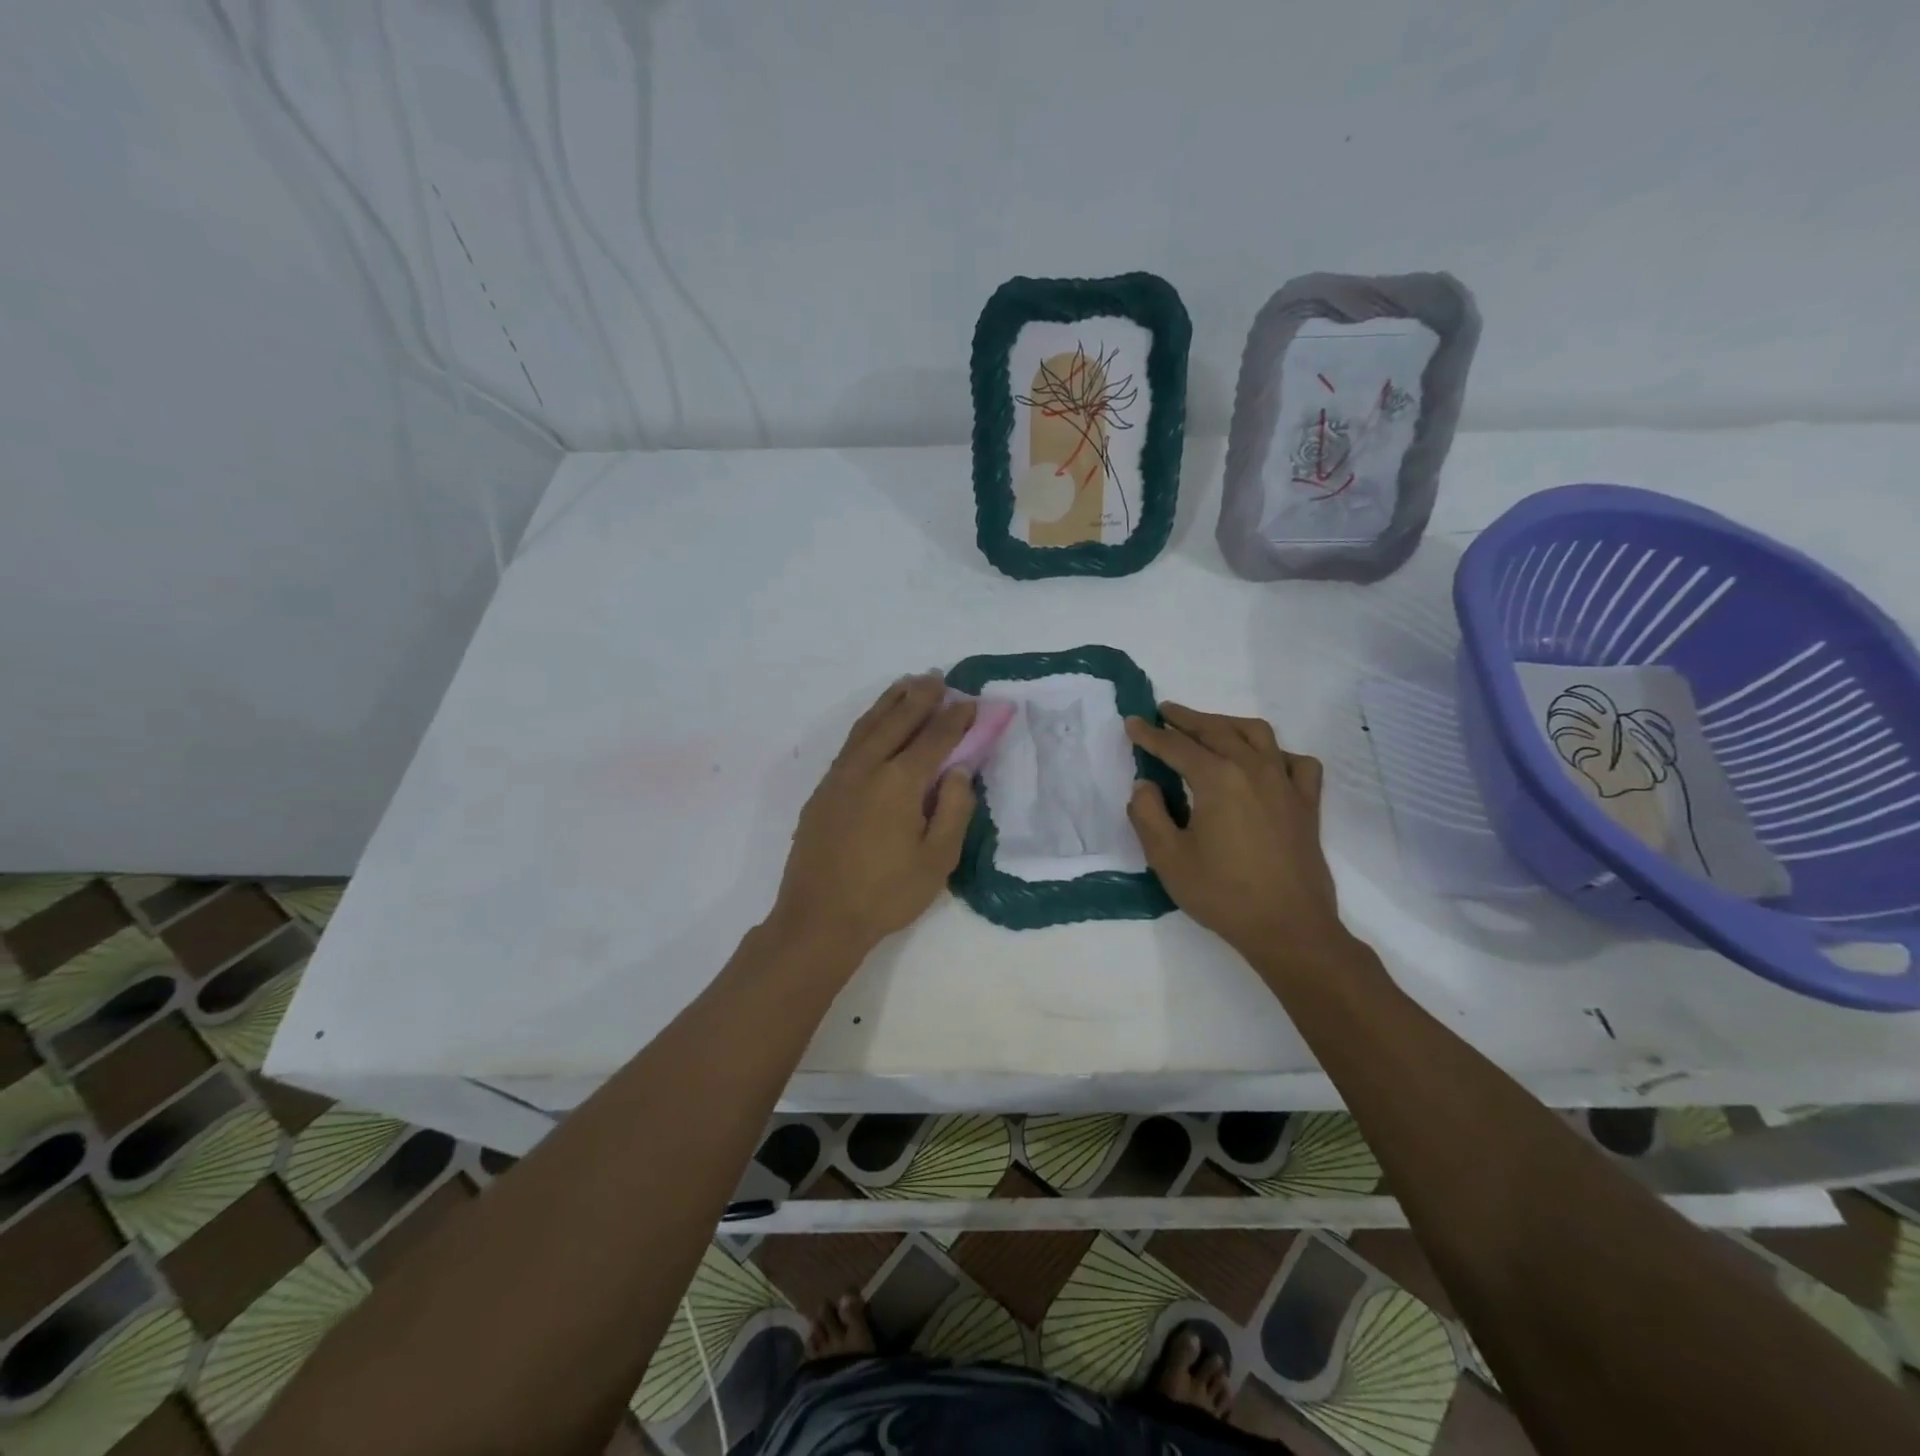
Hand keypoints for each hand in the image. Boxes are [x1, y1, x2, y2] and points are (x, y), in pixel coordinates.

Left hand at [770, 675, 976, 961]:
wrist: (818, 918)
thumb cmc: (886, 894)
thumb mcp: (937, 859)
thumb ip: (953, 809)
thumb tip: (958, 770)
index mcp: (900, 782)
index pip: (934, 738)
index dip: (955, 718)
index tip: (970, 702)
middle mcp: (867, 767)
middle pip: (897, 720)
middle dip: (920, 696)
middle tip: (938, 678)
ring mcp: (839, 776)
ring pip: (868, 725)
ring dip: (890, 702)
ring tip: (907, 685)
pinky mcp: (823, 790)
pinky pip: (850, 743)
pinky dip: (869, 723)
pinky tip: (875, 724)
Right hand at [1125, 703, 1347, 964]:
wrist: (1289, 927)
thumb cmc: (1223, 894)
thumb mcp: (1167, 858)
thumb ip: (1148, 814)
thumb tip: (1145, 785)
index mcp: (1217, 779)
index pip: (1176, 746)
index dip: (1150, 734)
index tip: (1132, 722)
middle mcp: (1253, 769)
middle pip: (1216, 730)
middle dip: (1186, 718)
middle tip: (1164, 711)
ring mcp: (1285, 783)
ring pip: (1256, 735)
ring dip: (1227, 724)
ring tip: (1208, 726)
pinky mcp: (1306, 803)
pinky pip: (1295, 762)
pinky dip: (1275, 752)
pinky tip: (1264, 761)